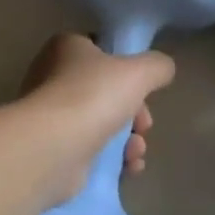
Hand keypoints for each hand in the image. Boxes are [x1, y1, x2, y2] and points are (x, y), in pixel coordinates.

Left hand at [21, 34, 174, 203]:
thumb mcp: (139, 71)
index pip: (103, 50)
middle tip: (144, 125)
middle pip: (107, 91)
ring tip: (136, 151)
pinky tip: (129, 167)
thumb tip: (163, 69)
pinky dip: (113, 158)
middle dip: (135, 112)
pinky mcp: (53, 148)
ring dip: (129, 138)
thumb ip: (157, 66)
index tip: (145, 88)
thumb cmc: (93, 96)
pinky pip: (91, 149)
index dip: (129, 69)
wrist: (52, 148)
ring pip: (102, 122)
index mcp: (66, 47)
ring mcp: (51, 115)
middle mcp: (52, 77)